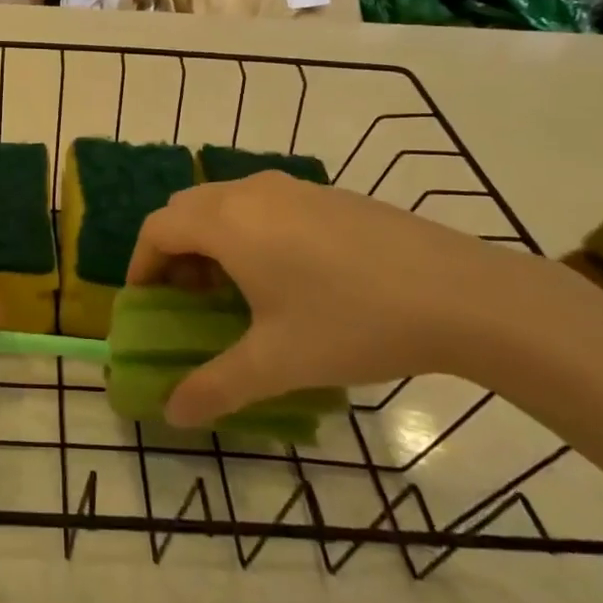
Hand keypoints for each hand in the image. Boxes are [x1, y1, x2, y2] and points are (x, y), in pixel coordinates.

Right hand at [126, 172, 571, 427]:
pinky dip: (249, 230)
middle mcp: (252, 193)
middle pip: (186, 209)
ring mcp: (294, 188)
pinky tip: (288, 275)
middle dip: (174, 251)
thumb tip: (171, 415)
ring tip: (235, 289)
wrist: (460, 294)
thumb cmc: (353, 323)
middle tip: (187, 298)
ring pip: (227, 202)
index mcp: (228, 223)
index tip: (146, 303)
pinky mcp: (329, 195)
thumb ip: (215, 388)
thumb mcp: (277, 363)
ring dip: (212, 239)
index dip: (141, 264)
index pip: (158, 229)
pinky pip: (264, 203)